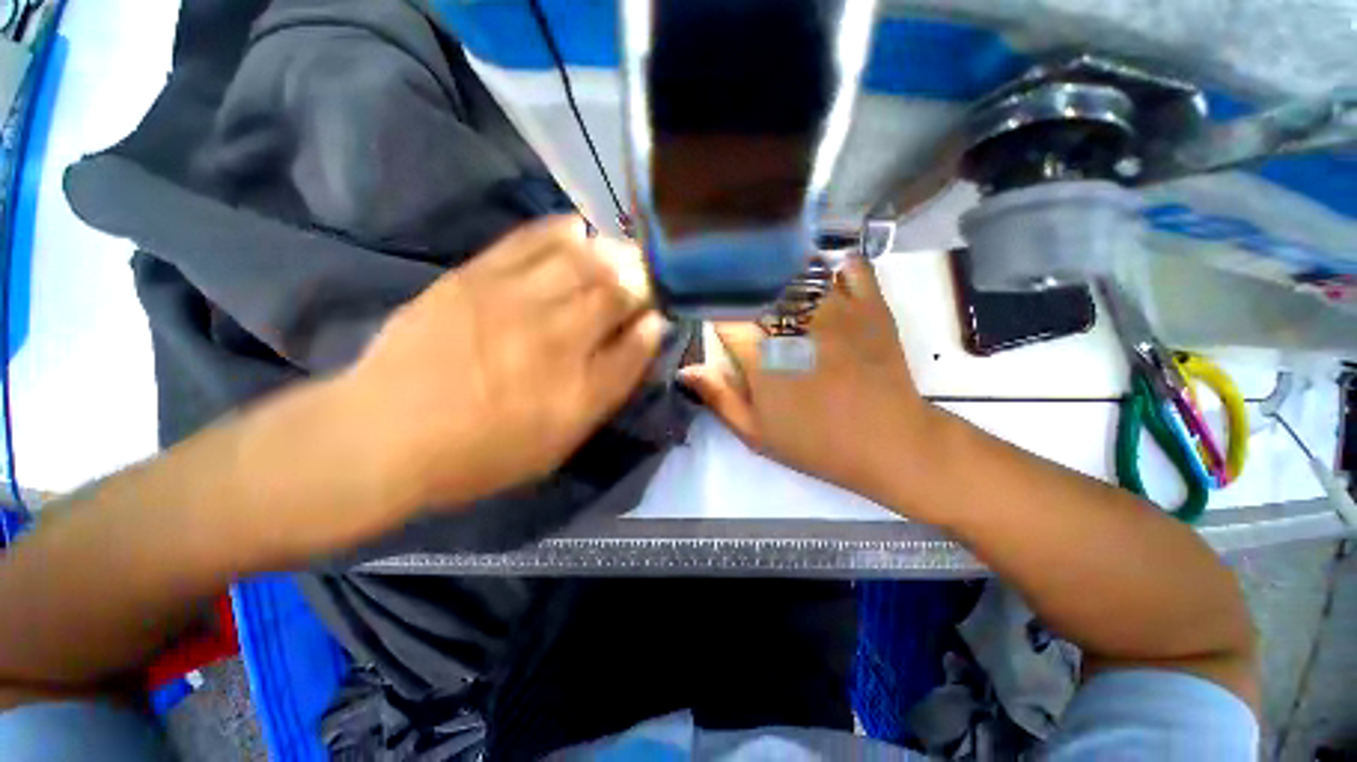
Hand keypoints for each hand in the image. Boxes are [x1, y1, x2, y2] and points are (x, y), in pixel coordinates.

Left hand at [340, 215, 661, 511]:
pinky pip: (532, 241)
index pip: (640, 343)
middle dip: (642, 281)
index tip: (660, 315)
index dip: (656, 323)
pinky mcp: (476, 277)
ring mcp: (516, 303)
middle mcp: (557, 341)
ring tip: (621, 254)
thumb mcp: (560, 442)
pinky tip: (579, 231)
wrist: (385, 435)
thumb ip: (608, 390)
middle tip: (647, 277)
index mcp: (581, 391)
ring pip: (585, 262)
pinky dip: (563, 231)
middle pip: (619, 294)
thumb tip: (644, 337)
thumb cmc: (483, 453)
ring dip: (613, 255)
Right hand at [679, 257, 935, 503]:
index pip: (724, 315)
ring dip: (783, 274)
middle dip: (742, 290)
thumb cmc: (817, 443)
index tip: (711, 316)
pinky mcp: (870, 305)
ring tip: (777, 286)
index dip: (712, 312)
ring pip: (799, 271)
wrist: (890, 444)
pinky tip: (824, 279)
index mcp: (762, 355)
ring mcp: (836, 309)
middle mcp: (794, 323)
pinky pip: (849, 267)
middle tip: (741, 301)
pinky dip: (834, 266)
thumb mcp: (756, 433)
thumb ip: (719, 398)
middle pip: (757, 287)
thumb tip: (685, 370)